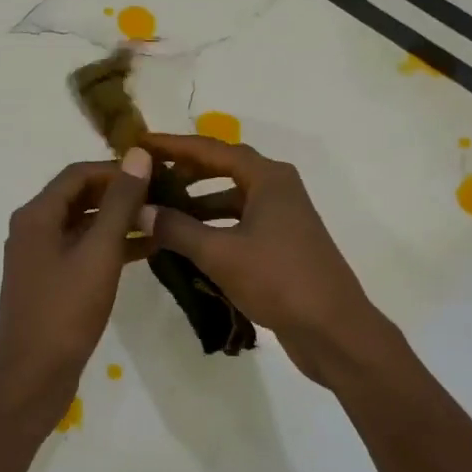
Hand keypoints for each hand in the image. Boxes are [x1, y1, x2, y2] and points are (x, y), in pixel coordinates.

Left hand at [0, 148, 155, 425]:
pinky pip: (84, 251)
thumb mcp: (99, 253)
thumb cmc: (65, 310)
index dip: (117, 169)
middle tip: (164, 195)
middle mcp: (34, 229)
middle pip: (80, 197)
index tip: (156, 173)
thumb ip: (120, 203)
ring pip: (85, 225)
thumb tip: (138, 155)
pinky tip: (148, 251)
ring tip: (164, 220)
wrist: (33, 376)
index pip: (79, 173)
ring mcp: (41, 257)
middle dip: (121, 194)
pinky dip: (112, 247)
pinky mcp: (52, 282)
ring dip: (120, 221)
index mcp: (37, 215)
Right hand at [142, 133, 392, 385]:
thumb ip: (177, 228)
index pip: (212, 150)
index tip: (140, 143)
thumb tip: (139, 210)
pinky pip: (238, 223)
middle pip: (223, 169)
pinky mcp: (281, 244)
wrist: (333, 329)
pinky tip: (185, 241)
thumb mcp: (220, 253)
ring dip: (197, 203)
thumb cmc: (278, 280)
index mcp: (268, 178)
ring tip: (158, 210)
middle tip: (146, 177)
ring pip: (230, 199)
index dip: (173, 145)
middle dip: (184, 172)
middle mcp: (277, 189)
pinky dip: (212, 227)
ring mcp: (282, 217)